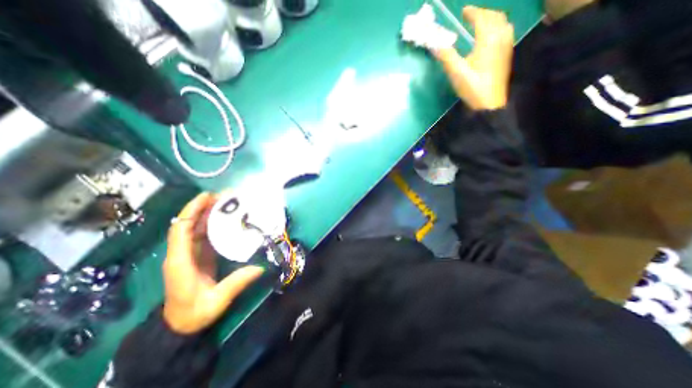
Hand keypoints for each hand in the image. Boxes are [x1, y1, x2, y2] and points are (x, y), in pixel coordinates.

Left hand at [162, 193, 265, 334]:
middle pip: (188, 224)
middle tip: (224, 196)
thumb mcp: (216, 301)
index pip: (181, 230)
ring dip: (209, 213)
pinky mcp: (198, 255)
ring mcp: (189, 253)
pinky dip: (213, 223)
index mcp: (180, 261)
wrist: (180, 325)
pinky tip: (227, 218)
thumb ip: (236, 283)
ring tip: (227, 202)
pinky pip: (203, 234)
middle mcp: (182, 253)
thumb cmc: (193, 314)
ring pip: (196, 227)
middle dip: (204, 207)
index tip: (207, 197)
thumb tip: (260, 266)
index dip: (192, 211)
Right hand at [432, 6, 513, 109]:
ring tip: (480, 24)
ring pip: (503, 23)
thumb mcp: (457, 73)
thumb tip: (435, 45)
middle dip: (483, 13)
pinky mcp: (506, 55)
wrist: (489, 103)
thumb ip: (447, 56)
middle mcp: (501, 38)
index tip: (464, 11)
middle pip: (495, 17)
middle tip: (471, 16)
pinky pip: (505, 32)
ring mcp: (506, 46)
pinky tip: (490, 37)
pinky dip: (497, 28)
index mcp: (488, 40)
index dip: (473, 12)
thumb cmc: (473, 87)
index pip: (482, 18)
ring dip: (491, 19)